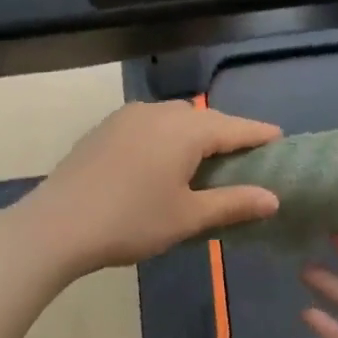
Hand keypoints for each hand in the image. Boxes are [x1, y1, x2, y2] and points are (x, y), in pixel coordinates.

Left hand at [18, 102, 281, 275]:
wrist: (56, 226)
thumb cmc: (131, 221)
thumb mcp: (188, 217)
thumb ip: (234, 203)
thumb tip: (273, 199)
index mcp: (185, 130)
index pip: (235, 128)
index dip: (260, 135)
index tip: (281, 139)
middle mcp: (159, 112)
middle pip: (205, 119)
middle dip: (227, 134)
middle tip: (242, 160)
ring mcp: (128, 116)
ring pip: (175, 118)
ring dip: (194, 134)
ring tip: (203, 162)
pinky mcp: (106, 128)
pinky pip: (150, 124)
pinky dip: (167, 137)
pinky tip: (163, 162)